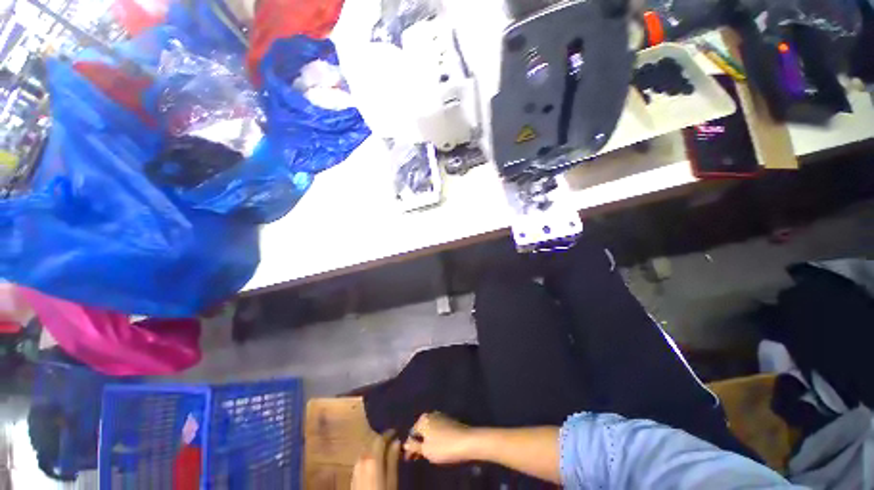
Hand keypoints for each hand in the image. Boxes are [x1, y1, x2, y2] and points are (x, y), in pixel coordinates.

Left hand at [352, 431, 400, 489]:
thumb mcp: (392, 480)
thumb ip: (393, 460)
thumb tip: (396, 441)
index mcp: (372, 459)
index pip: (380, 439)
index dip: (389, 434)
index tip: (396, 432)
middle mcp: (362, 460)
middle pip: (372, 444)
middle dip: (382, 441)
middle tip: (392, 442)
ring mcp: (355, 468)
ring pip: (366, 451)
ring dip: (375, 448)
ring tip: (385, 451)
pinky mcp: (352, 476)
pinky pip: (361, 459)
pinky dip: (369, 457)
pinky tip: (374, 462)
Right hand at [403, 412, 472, 464]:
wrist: (466, 441)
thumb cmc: (443, 446)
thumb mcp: (425, 450)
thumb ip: (414, 447)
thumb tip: (405, 444)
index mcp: (423, 419)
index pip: (411, 434)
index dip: (409, 447)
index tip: (409, 459)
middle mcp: (430, 414)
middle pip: (421, 430)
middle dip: (418, 443)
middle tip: (416, 458)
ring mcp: (441, 416)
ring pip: (429, 430)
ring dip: (426, 441)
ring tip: (426, 454)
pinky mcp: (449, 420)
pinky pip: (437, 429)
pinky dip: (434, 438)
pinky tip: (436, 447)